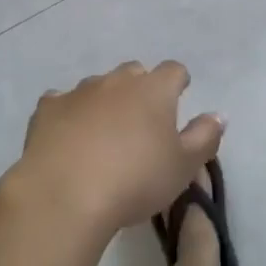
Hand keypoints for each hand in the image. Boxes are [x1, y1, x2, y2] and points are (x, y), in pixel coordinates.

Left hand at [12, 61, 223, 237]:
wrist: (65, 194)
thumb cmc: (135, 180)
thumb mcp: (183, 167)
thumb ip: (205, 137)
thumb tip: (218, 115)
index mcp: (154, 90)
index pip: (173, 70)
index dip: (178, 83)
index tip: (178, 98)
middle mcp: (116, 81)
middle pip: (134, 72)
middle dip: (140, 88)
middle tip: (142, 121)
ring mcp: (79, 91)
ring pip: (98, 86)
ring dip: (105, 101)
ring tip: (104, 134)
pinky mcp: (48, 109)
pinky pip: (62, 102)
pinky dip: (69, 114)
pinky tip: (68, 136)